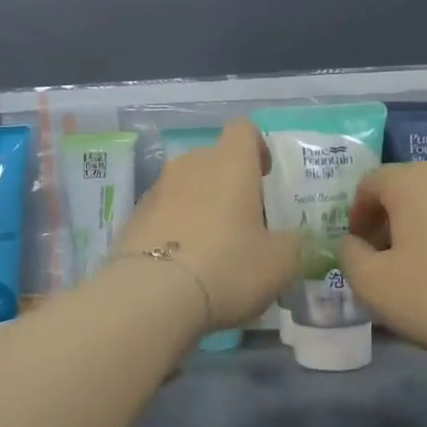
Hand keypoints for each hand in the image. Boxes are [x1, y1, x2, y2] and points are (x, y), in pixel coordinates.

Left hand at [116, 120, 298, 329]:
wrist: (151, 296)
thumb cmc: (227, 267)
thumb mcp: (280, 262)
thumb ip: (292, 243)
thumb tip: (290, 239)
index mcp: (229, 163)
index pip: (243, 129)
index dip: (257, 147)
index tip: (265, 175)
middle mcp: (190, 165)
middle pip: (213, 160)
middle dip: (229, 183)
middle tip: (244, 221)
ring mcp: (156, 190)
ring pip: (186, 186)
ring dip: (200, 205)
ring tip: (212, 247)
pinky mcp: (133, 218)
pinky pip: (163, 213)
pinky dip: (175, 228)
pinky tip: (183, 264)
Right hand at [337, 162, 426, 360]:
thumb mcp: (372, 284)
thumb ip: (349, 256)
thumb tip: (353, 243)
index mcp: (414, 181)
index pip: (370, 183)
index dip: (356, 215)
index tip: (357, 248)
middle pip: (409, 191)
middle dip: (391, 222)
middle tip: (385, 260)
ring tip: (426, 272)